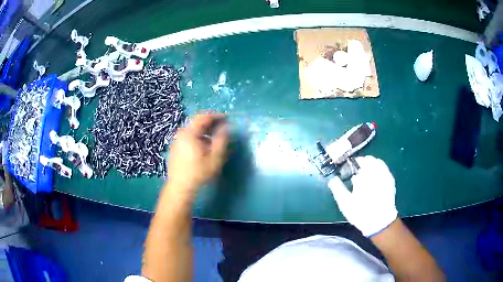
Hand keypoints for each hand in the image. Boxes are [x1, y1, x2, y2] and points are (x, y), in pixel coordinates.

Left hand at [167, 114, 228, 191]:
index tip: (226, 119)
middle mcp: (181, 134)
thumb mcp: (215, 158)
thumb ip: (222, 140)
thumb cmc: (198, 173)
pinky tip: (203, 148)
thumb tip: (226, 128)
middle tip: (222, 128)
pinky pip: (188, 138)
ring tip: (214, 139)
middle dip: (211, 124)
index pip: (203, 117)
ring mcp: (176, 141)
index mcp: (189, 133)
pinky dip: (198, 137)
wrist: (179, 187)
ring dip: (204, 132)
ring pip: (192, 131)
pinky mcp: (175, 148)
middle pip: (197, 123)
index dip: (216, 116)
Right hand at [328, 156, 397, 236]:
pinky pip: (384, 169)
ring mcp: (385, 175)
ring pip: (377, 163)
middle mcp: (375, 172)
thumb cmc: (361, 212)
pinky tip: (374, 180)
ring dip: (370, 166)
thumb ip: (338, 188)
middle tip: (355, 173)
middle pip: (368, 160)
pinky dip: (378, 170)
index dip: (351, 164)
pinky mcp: (390, 181)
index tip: (347, 170)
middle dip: (361, 164)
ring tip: (365, 176)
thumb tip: (332, 179)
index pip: (357, 161)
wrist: (380, 222)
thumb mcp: (345, 203)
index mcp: (363, 175)